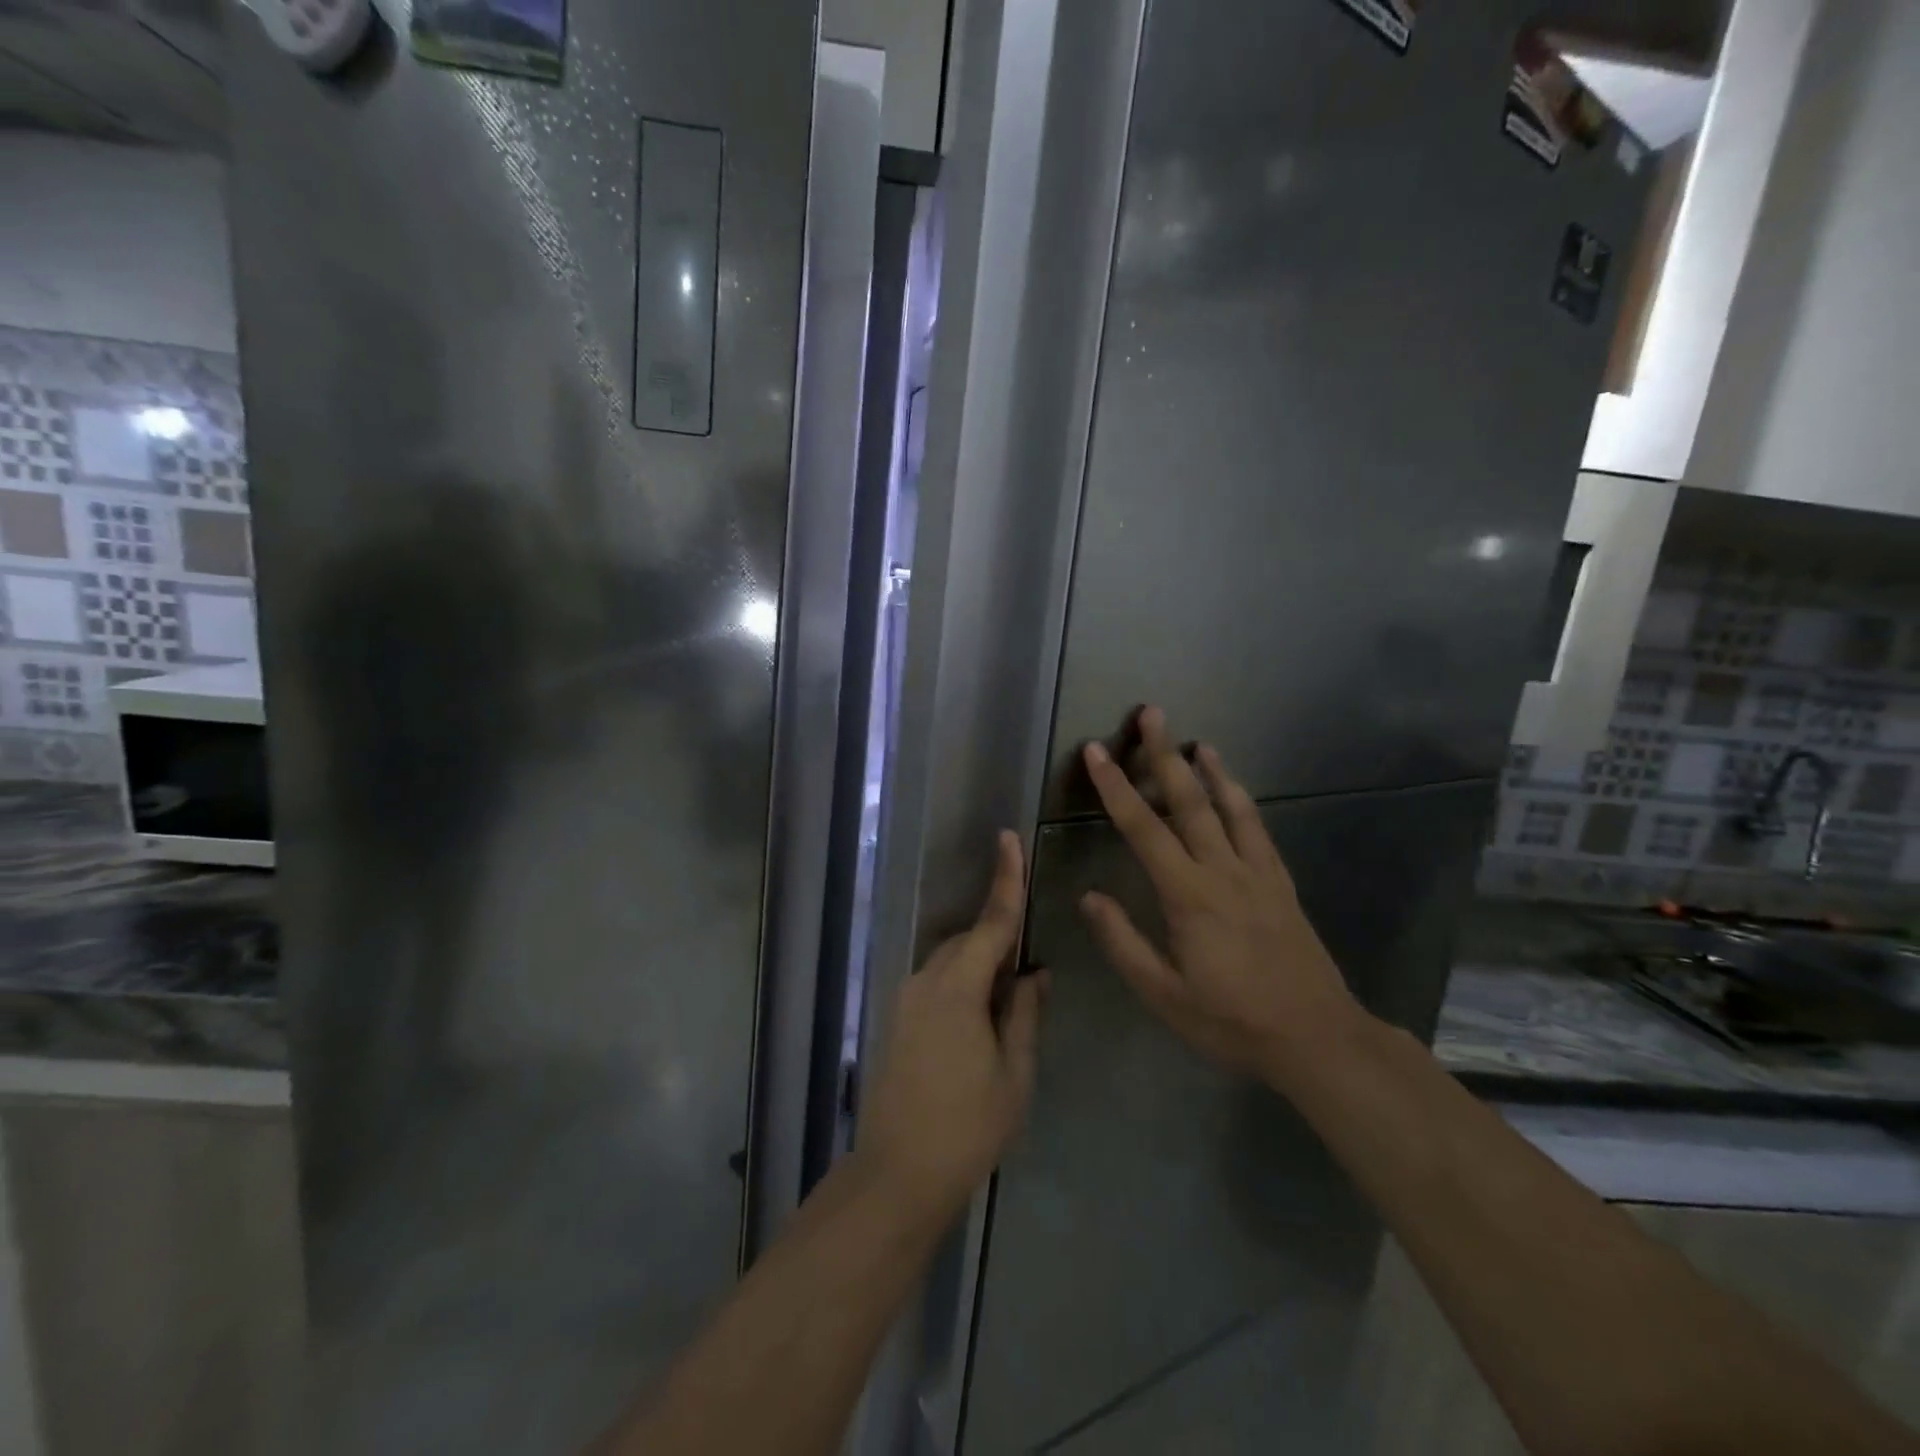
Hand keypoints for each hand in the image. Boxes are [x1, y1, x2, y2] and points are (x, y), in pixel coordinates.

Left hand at [859, 831, 1045, 1224]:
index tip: (1009, 838)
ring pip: (951, 962)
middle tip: (1029, 974)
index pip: (991, 923)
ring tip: (1008, 1006)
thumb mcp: (1014, 1073)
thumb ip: (1025, 1014)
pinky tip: (979, 1024)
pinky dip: (962, 984)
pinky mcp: (897, 1018)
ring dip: (980, 967)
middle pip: (969, 941)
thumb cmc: (967, 1126)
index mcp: (958, 988)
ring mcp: (905, 999)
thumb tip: (1035, 973)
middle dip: (999, 942)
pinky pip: (937, 983)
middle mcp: (926, 981)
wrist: (898, 1173)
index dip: (1005, 880)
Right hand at [1078, 707, 1364, 1085]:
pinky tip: (1234, 789)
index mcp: (1188, 895)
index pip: (1143, 828)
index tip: (1096, 752)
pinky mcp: (1280, 883)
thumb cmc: (1232, 1021)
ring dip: (1209, 770)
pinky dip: (1242, 800)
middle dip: (1164, 755)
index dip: (1116, 787)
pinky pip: (1258, 829)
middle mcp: (1223, 870)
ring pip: (1230, 807)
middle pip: (1189, 800)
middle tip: (1152, 713)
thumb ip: (1123, 942)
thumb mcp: (1164, 994)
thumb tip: (1090, 896)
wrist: (1317, 1038)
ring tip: (1194, 742)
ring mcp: (1257, 873)